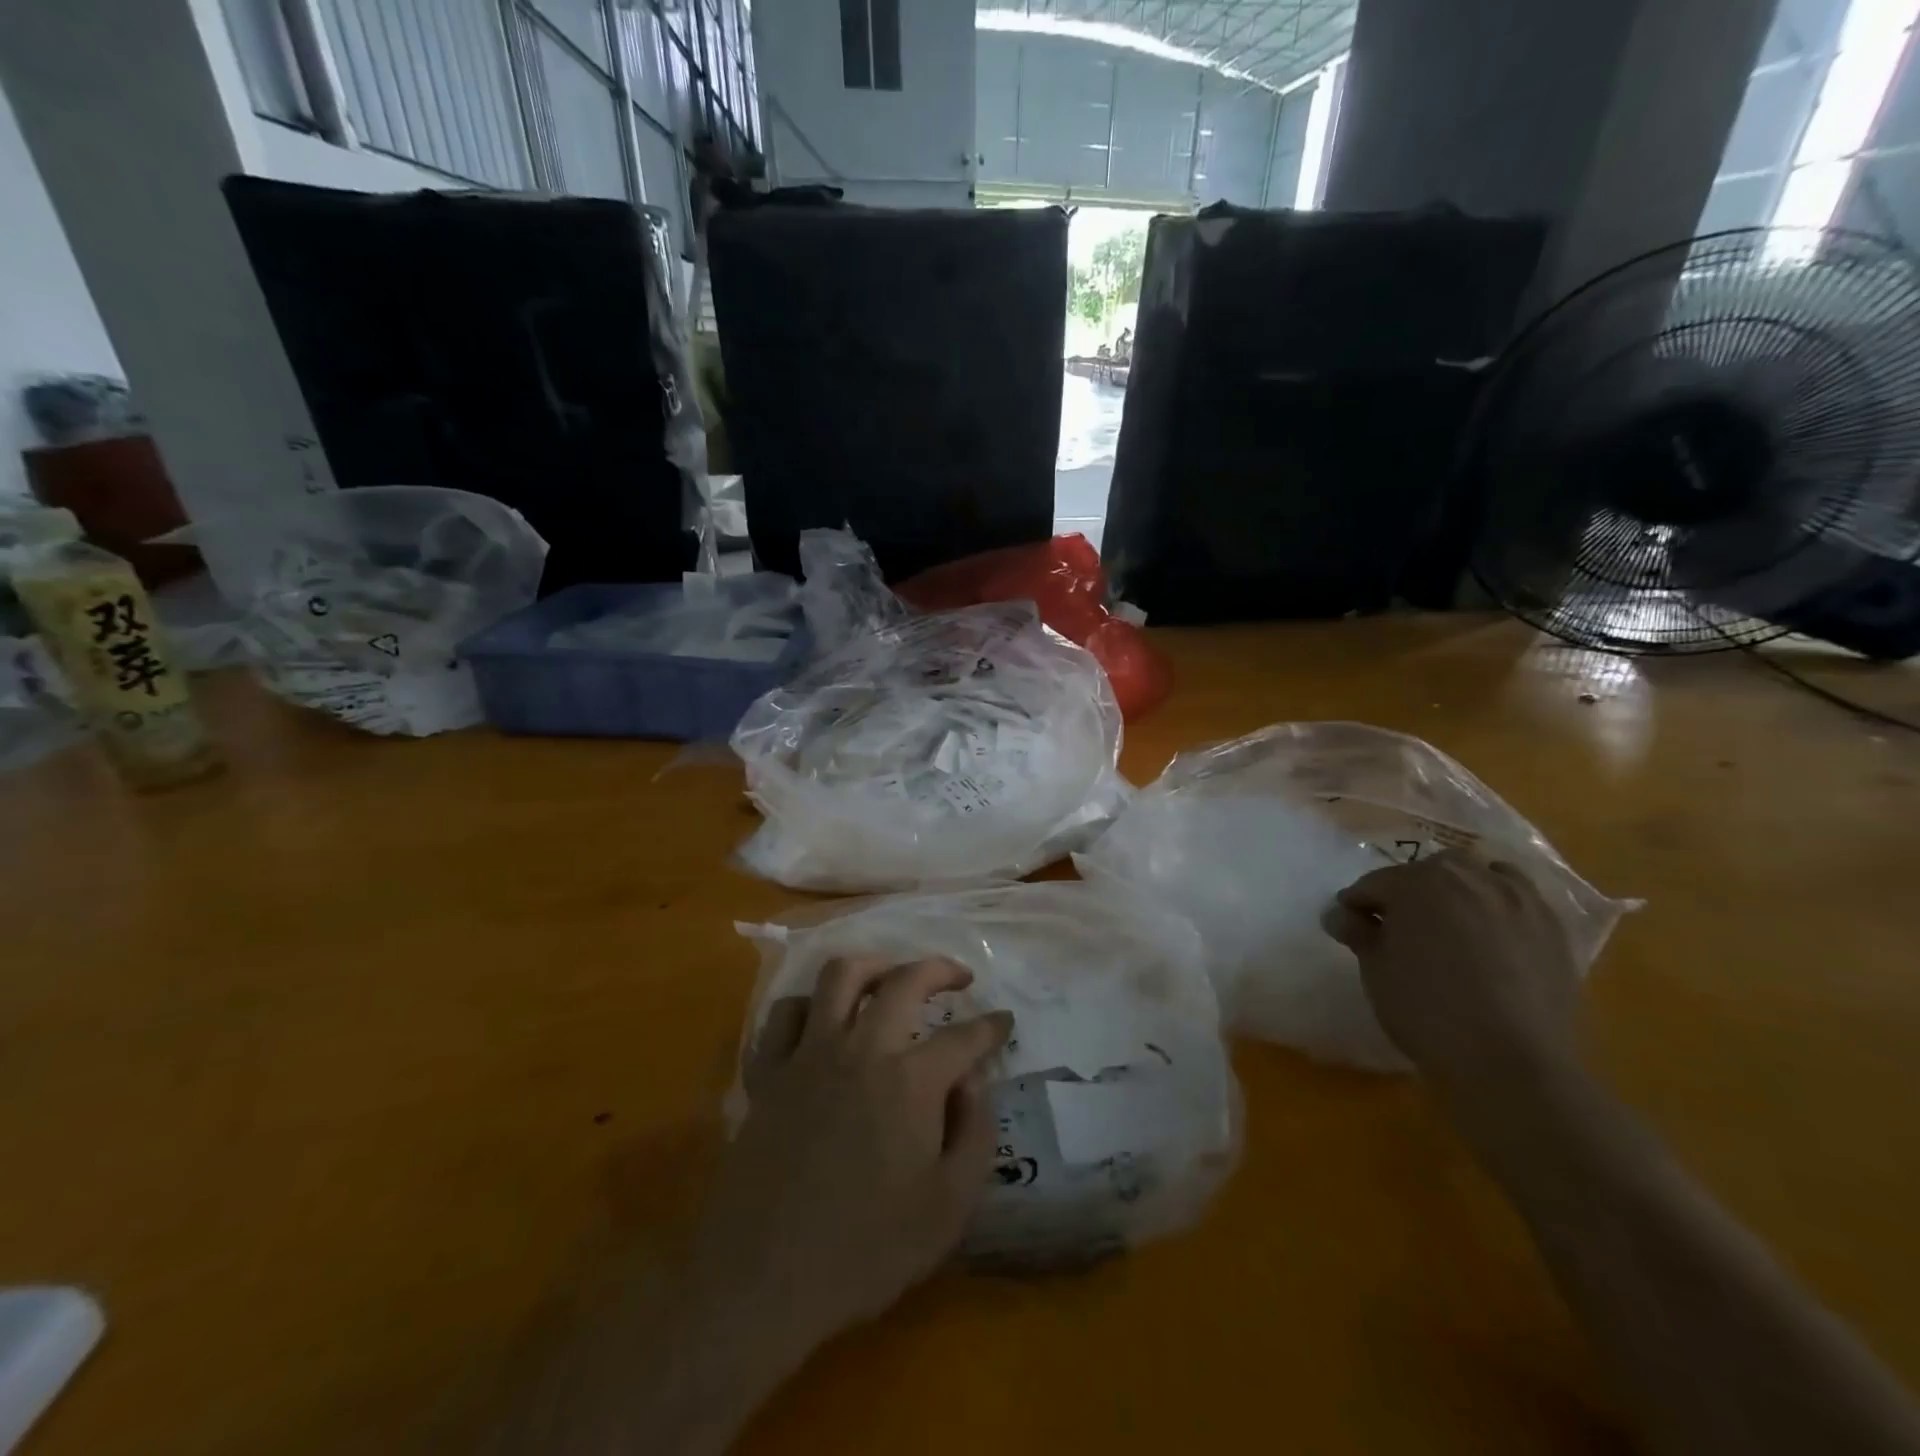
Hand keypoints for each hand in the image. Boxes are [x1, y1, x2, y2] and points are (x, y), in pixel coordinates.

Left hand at [693, 957, 1013, 1363]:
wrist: (762, 1281)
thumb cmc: (864, 1251)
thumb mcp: (948, 1209)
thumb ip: (974, 1134)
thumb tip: (971, 1081)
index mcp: (910, 1081)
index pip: (964, 1037)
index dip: (991, 1026)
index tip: (1004, 1021)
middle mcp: (860, 1049)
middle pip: (904, 981)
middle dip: (939, 969)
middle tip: (958, 978)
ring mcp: (807, 1054)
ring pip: (839, 976)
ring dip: (873, 966)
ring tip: (891, 977)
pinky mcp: (767, 1072)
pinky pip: (784, 1014)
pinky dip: (808, 1005)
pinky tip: (821, 1019)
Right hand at [1322, 849, 1581, 1098]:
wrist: (1511, 1062)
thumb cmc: (1427, 1009)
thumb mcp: (1375, 969)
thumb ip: (1358, 932)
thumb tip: (1341, 914)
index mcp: (1419, 881)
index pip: (1375, 884)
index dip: (1356, 906)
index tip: (1347, 927)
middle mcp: (1470, 877)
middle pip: (1428, 872)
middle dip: (1408, 892)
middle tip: (1397, 929)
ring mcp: (1518, 899)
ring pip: (1479, 877)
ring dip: (1457, 891)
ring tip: (1448, 925)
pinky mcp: (1553, 928)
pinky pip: (1518, 901)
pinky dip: (1498, 908)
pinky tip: (1490, 937)